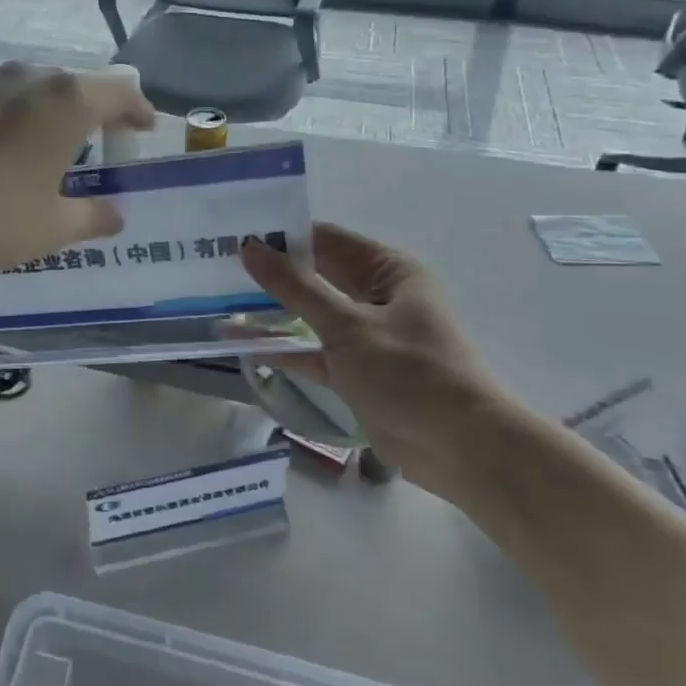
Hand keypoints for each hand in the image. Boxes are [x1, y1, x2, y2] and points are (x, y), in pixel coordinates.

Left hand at [0, 61, 156, 272]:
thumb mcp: (50, 227)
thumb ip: (91, 217)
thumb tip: (115, 215)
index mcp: (66, 101)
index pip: (120, 90)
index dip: (139, 109)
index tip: (145, 129)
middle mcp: (29, 78)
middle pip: (77, 85)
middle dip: (96, 112)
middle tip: (102, 144)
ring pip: (36, 89)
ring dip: (53, 114)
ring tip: (53, 149)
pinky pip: (1, 100)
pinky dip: (16, 119)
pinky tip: (4, 152)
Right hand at [242, 223, 516, 494]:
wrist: (464, 451)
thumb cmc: (410, 372)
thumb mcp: (347, 324)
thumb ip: (295, 286)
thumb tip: (250, 246)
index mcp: (390, 271)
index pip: (328, 239)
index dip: (284, 236)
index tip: (238, 235)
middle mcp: (379, 296)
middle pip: (318, 275)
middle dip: (274, 272)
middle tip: (221, 266)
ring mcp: (367, 335)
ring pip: (312, 314)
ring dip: (275, 310)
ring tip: (222, 300)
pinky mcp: (357, 372)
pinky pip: (313, 350)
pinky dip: (285, 347)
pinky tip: (242, 342)